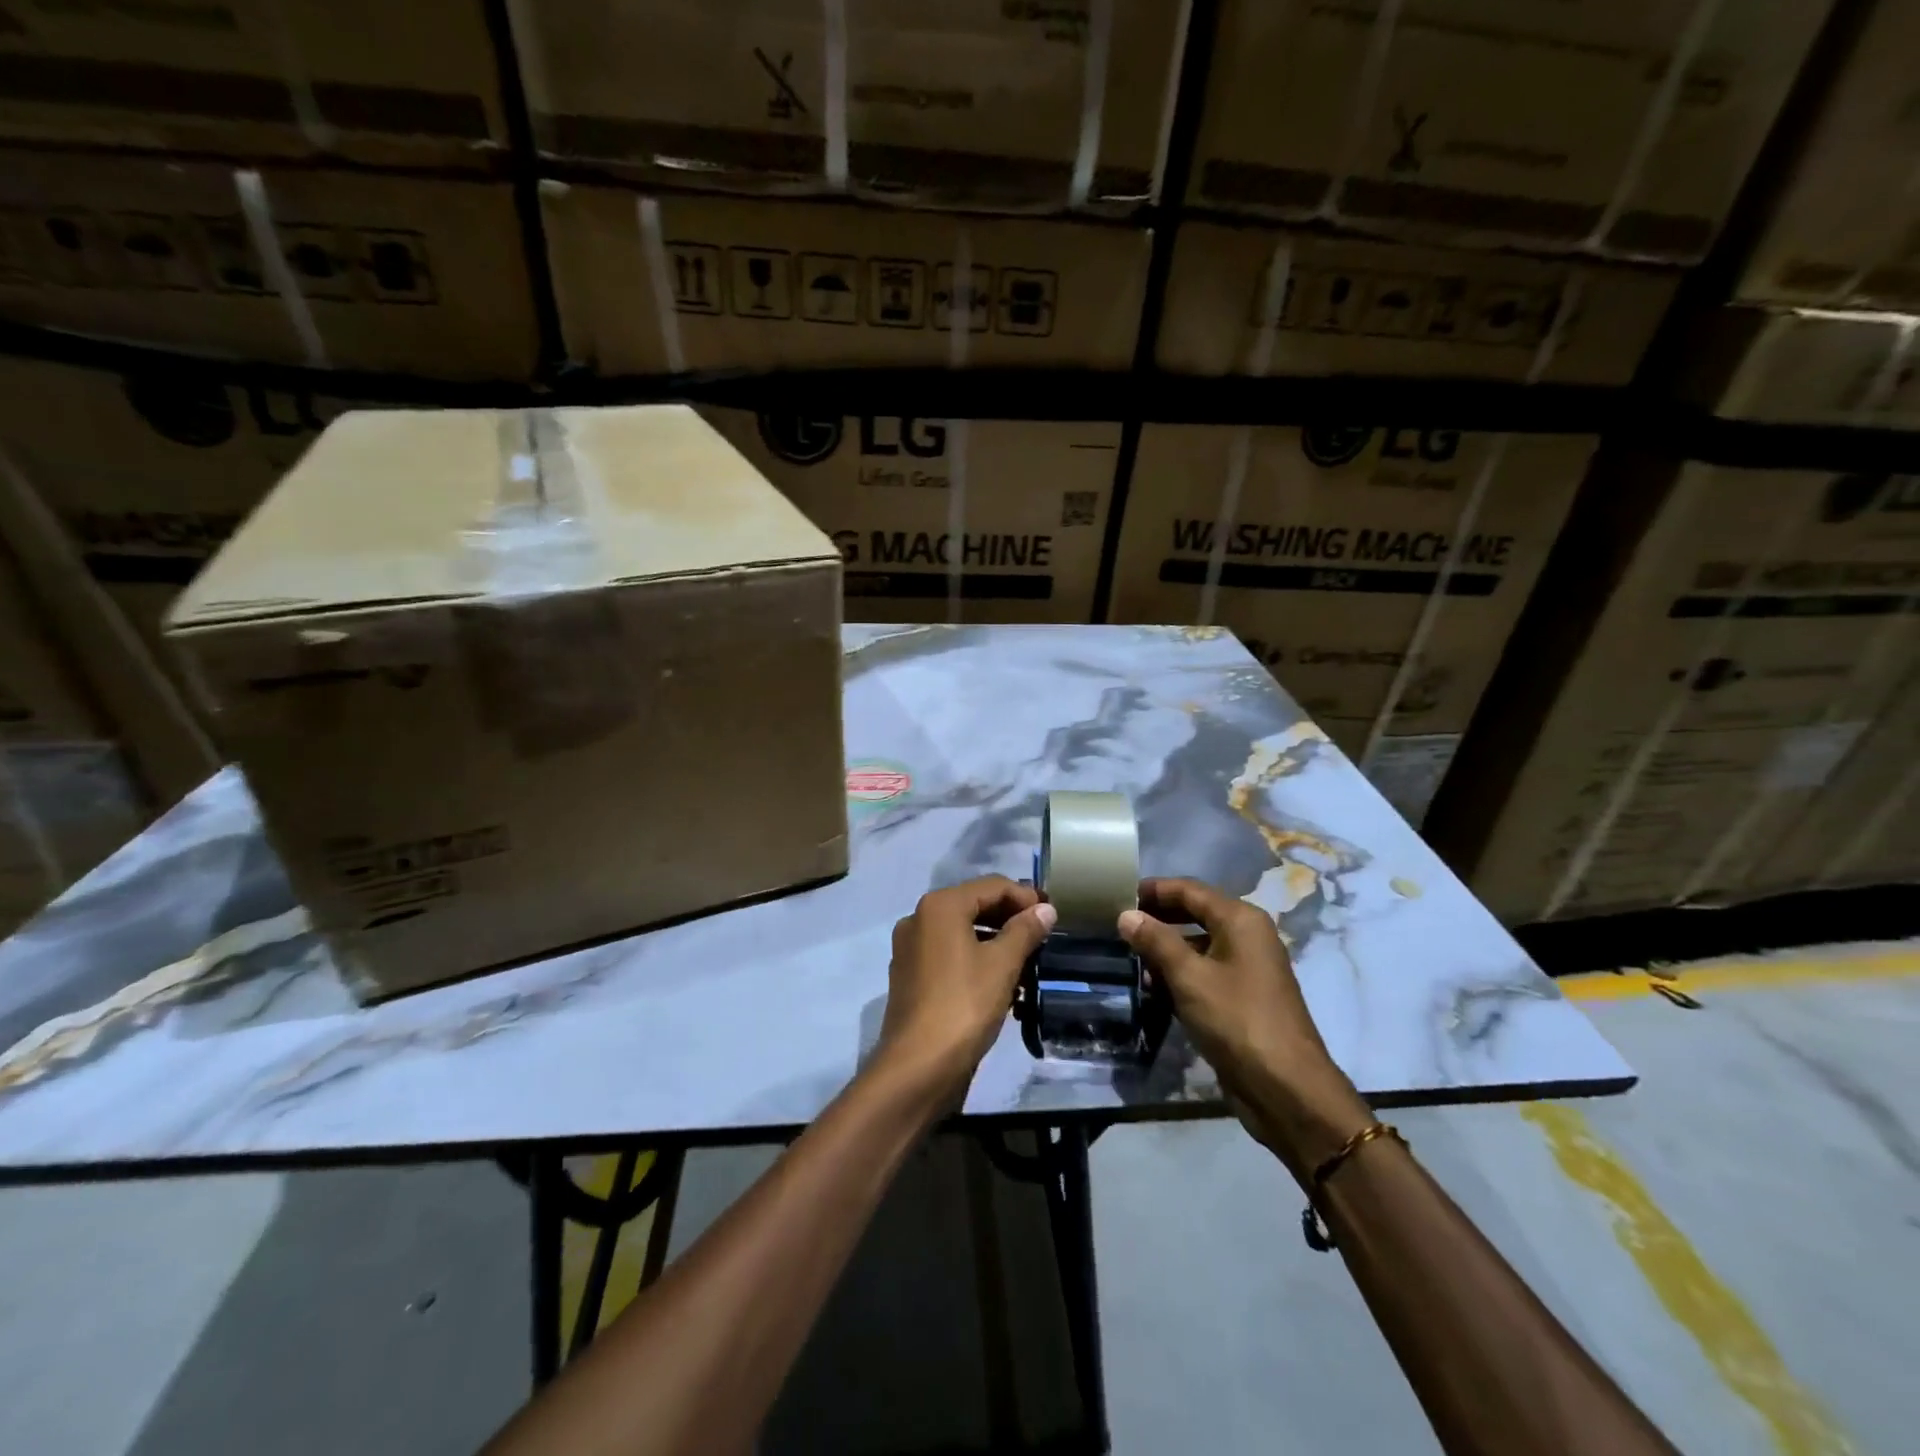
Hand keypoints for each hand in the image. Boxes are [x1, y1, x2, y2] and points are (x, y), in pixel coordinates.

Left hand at [879, 876, 1056, 1107]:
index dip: (1025, 897)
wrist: (918, 1066)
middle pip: (974, 906)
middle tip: (1043, 938)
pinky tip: (1002, 985)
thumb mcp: (1002, 964)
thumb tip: (1045, 909)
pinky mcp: (911, 977)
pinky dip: (976, 961)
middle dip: (1011, 920)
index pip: (992, 886)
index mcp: (939, 906)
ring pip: (963, 933)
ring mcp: (911, 949)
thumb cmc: (964, 1005)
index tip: (1053, 916)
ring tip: (1028, 964)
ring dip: (996, 943)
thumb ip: (1025, 930)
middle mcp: (919, 919)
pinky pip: (950, 956)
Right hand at [1119, 877, 1370, 1180]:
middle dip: (1157, 919)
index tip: (1117, 895)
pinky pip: (1205, 972)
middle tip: (1118, 926)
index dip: (1153, 889)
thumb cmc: (1237, 1020)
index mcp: (1240, 919)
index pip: (1189, 890)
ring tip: (1129, 959)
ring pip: (1197, 945)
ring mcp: (1247, 968)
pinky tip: (1153, 989)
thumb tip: (1126, 915)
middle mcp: (1247, 936)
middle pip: (1194, 914)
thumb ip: (1156, 941)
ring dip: (1165, 950)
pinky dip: (1179, 975)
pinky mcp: (1242, 997)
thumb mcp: (1189, 977)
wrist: (1287, 1089)